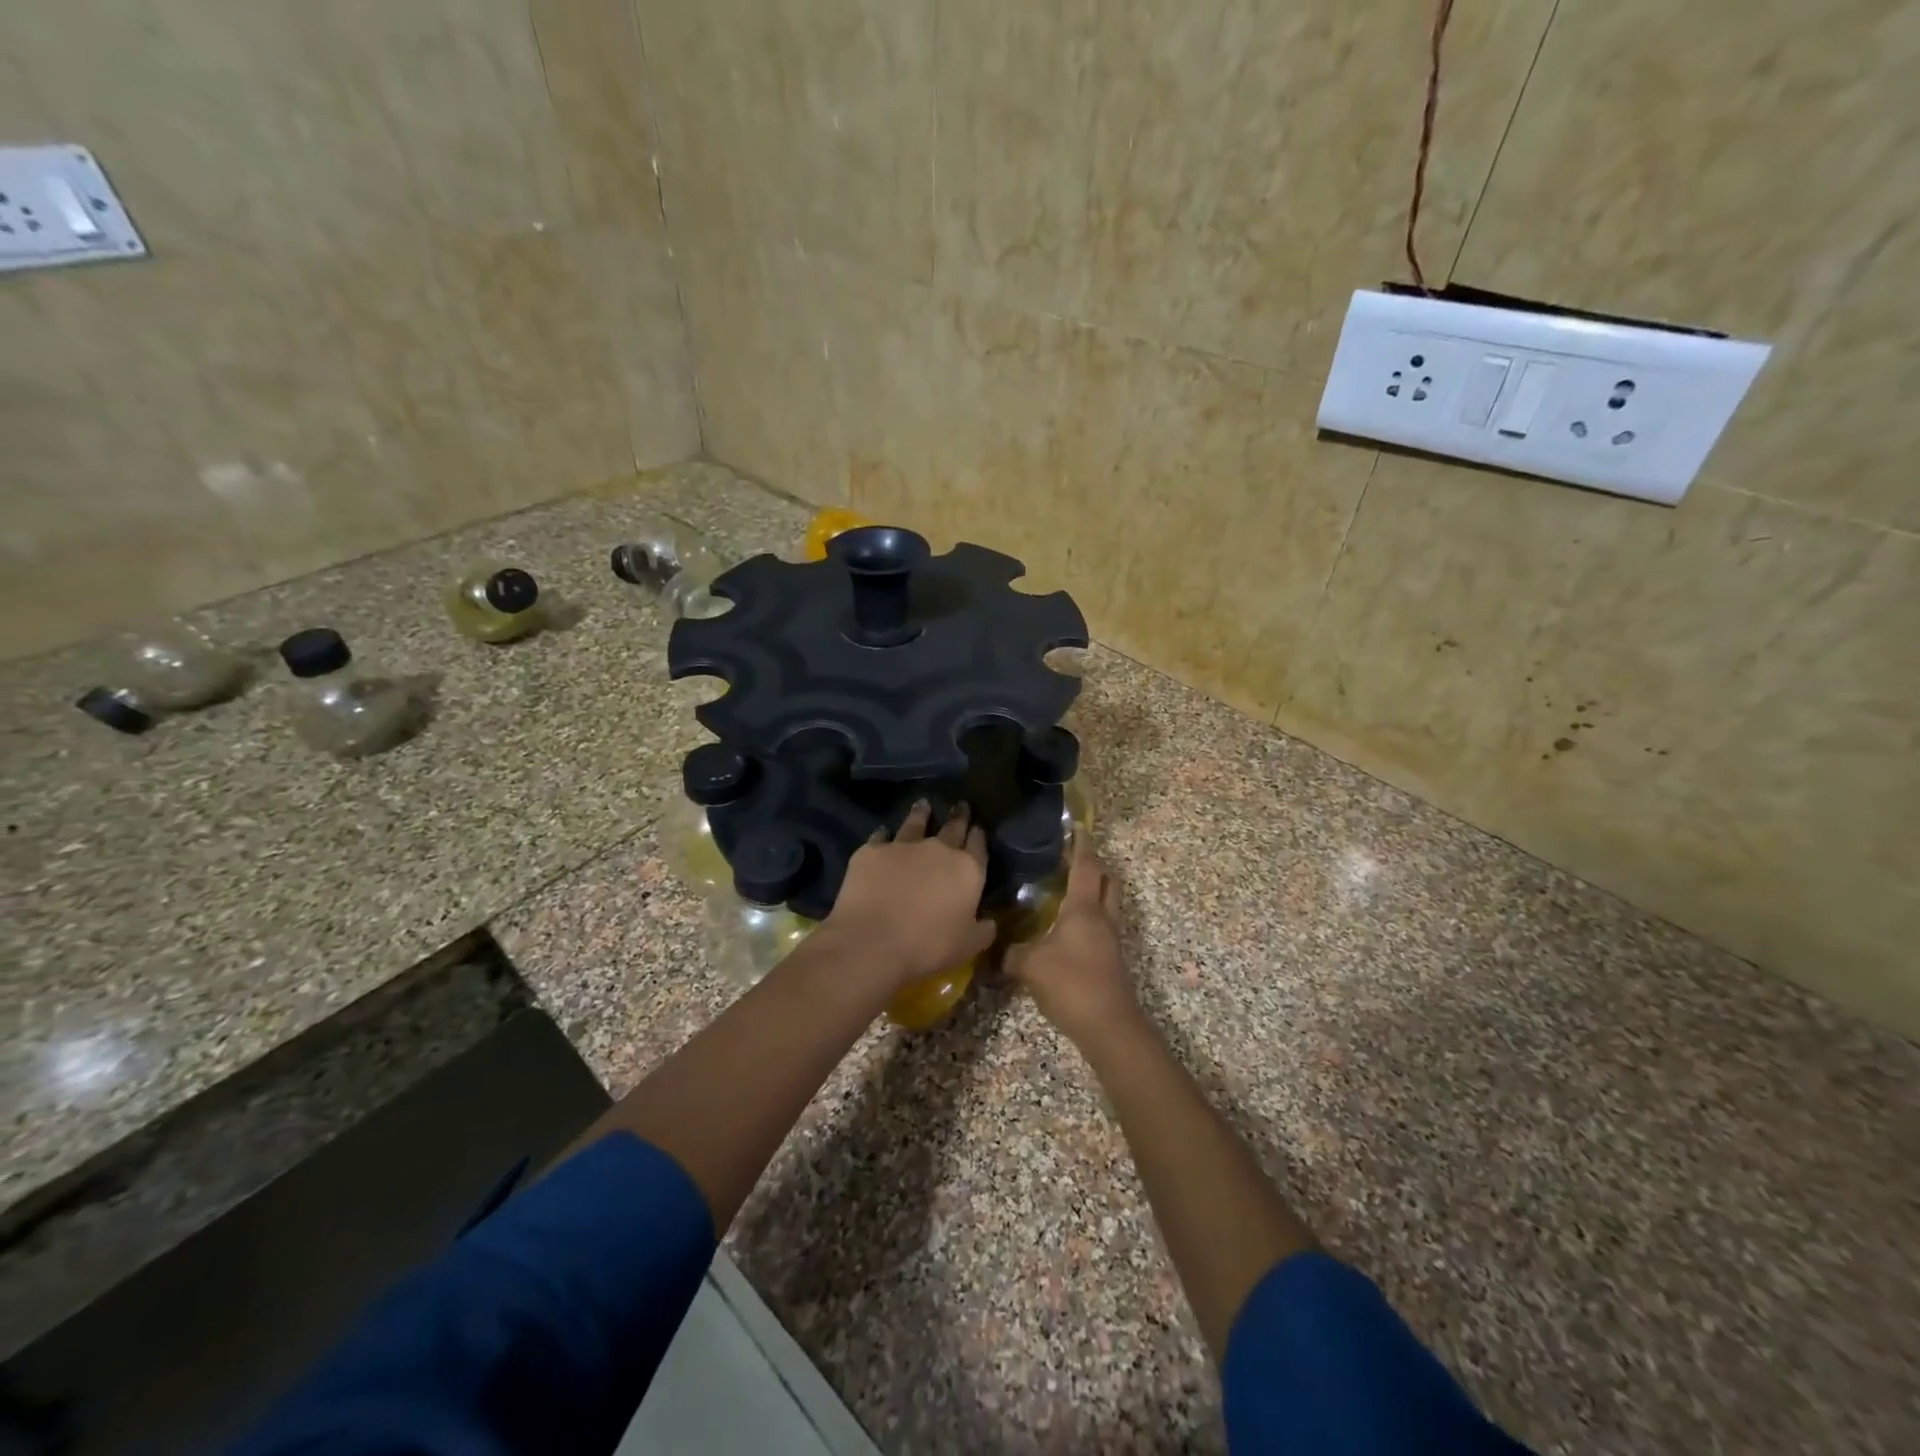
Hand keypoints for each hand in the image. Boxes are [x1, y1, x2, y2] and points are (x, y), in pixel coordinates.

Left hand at [823, 801, 996, 988]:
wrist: (873, 941)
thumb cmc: (928, 946)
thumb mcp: (968, 946)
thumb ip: (983, 930)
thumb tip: (990, 922)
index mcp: (967, 870)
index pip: (978, 844)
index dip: (978, 835)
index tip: (978, 828)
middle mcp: (939, 849)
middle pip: (952, 826)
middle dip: (958, 816)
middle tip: (960, 805)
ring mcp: (903, 845)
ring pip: (916, 822)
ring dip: (921, 813)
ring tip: (923, 804)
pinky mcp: (872, 850)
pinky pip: (881, 836)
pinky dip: (884, 834)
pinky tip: (883, 833)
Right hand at [1005, 838, 1138, 1048]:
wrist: (1109, 1026)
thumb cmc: (1071, 983)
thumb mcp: (1030, 965)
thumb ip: (1009, 953)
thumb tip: (993, 948)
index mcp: (1084, 908)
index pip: (1086, 866)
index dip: (1081, 845)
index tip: (1076, 826)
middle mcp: (1102, 917)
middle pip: (1107, 881)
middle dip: (1094, 865)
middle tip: (1072, 858)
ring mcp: (1111, 940)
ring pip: (1108, 904)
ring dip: (1094, 892)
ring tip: (1067, 890)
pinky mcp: (1111, 960)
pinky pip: (1102, 926)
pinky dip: (1090, 917)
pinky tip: (1067, 927)